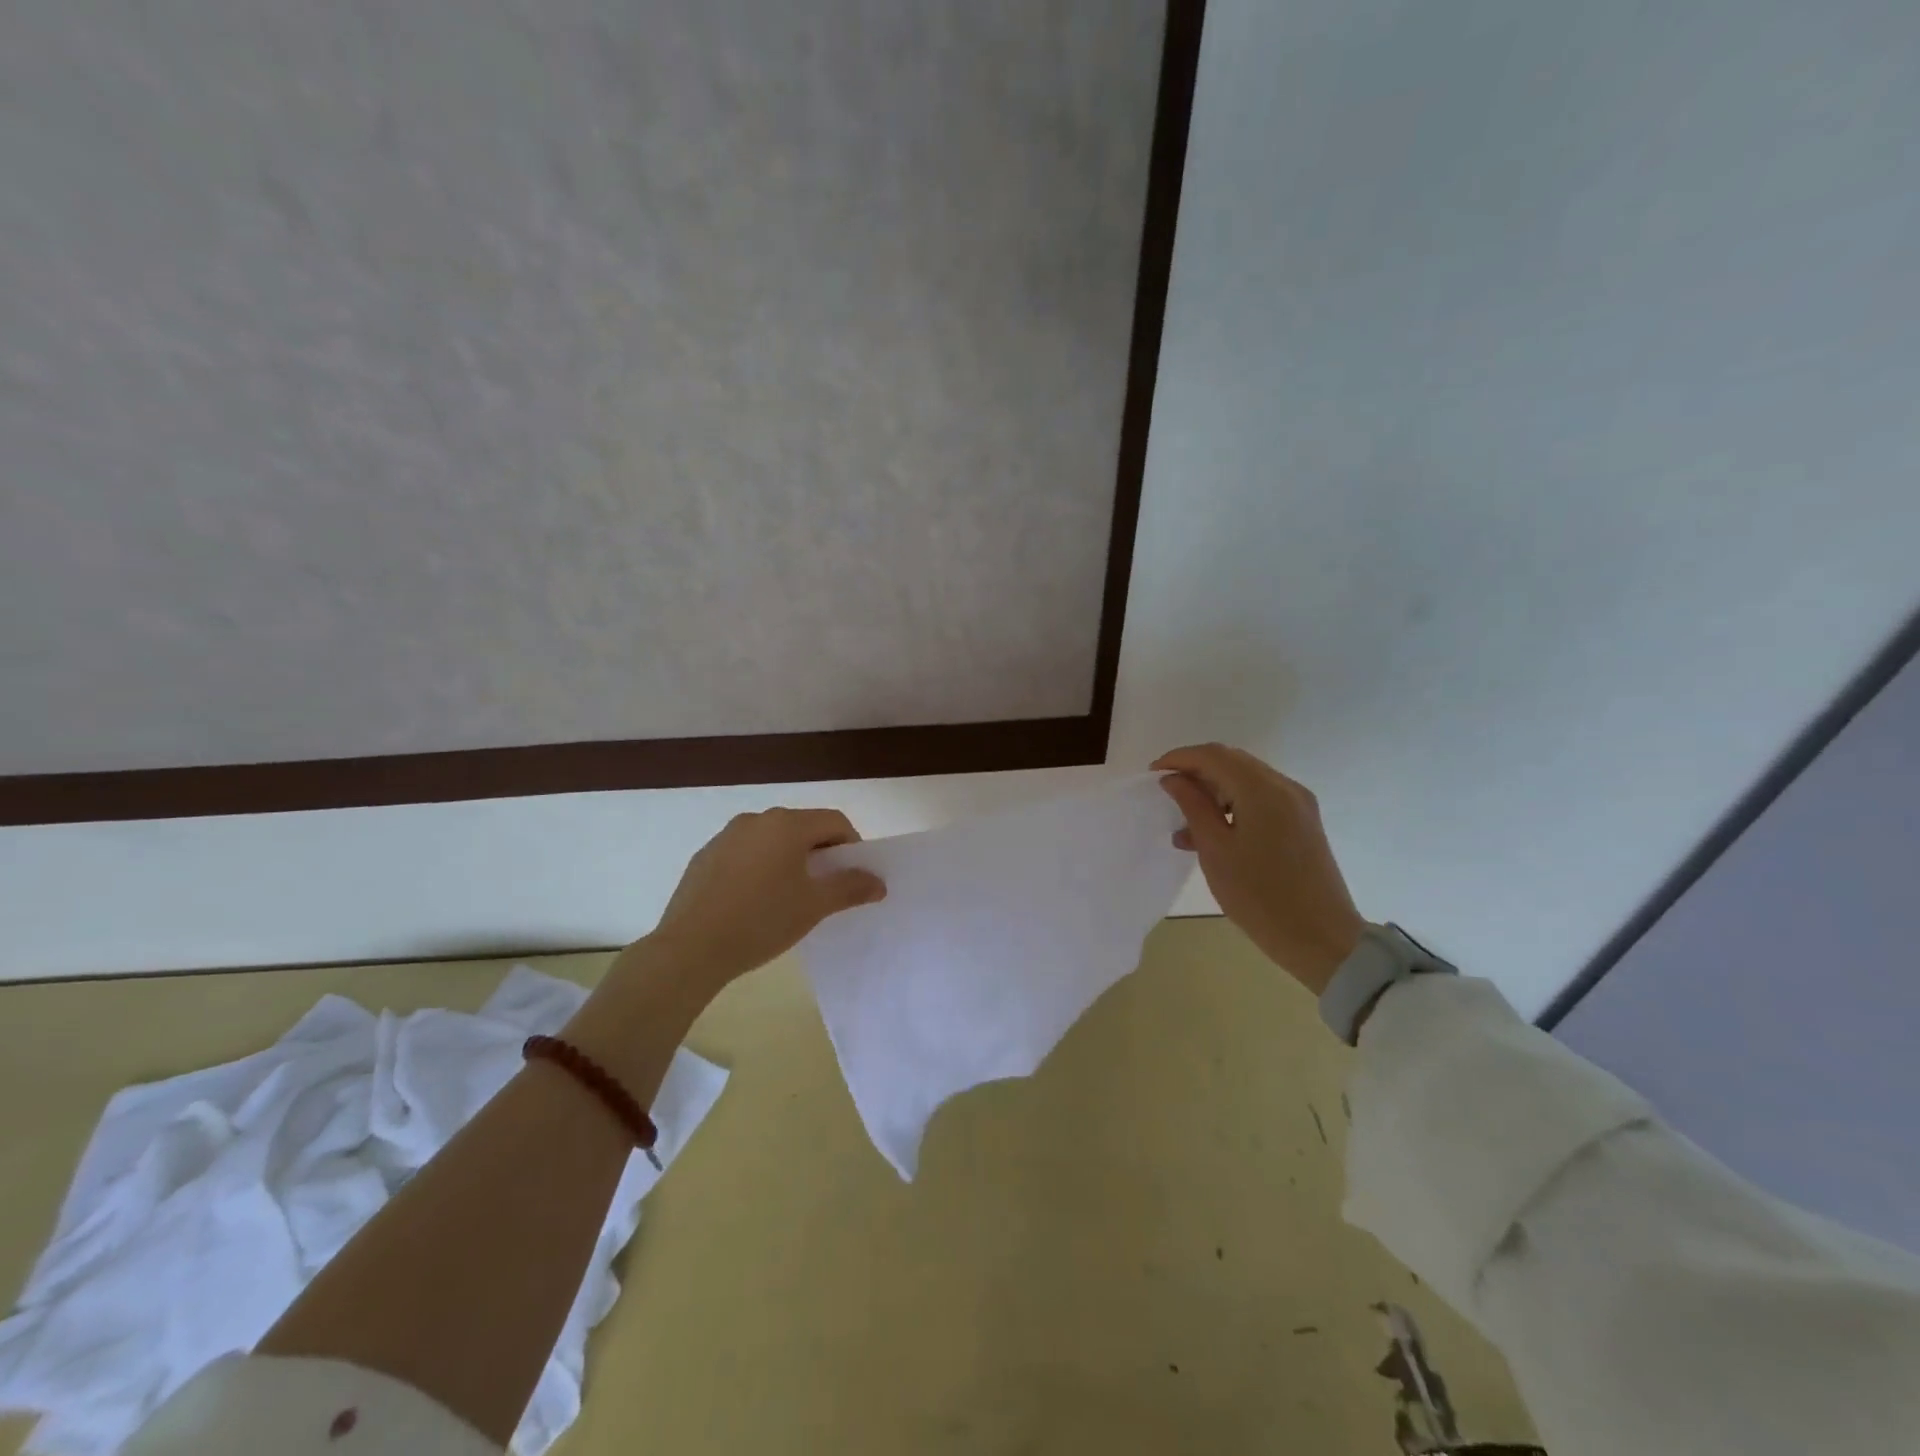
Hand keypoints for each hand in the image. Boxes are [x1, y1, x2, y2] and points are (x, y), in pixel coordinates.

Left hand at [644, 807, 886, 993]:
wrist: (690, 948)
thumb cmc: (762, 920)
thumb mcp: (814, 906)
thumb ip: (850, 887)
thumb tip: (878, 882)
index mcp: (787, 824)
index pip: (834, 821)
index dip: (852, 846)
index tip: (852, 877)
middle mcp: (756, 819)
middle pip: (802, 828)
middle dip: (820, 853)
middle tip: (824, 889)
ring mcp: (726, 836)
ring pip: (771, 840)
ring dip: (788, 860)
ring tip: (788, 898)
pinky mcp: (704, 857)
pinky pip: (744, 854)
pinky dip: (758, 868)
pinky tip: (753, 903)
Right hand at [1152, 744, 1365, 995]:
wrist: (1322, 939)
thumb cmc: (1260, 896)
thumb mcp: (1215, 850)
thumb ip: (1192, 806)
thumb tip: (1174, 779)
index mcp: (1262, 790)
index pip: (1213, 755)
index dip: (1179, 759)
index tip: (1152, 774)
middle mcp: (1285, 787)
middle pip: (1232, 762)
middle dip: (1196, 771)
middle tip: (1166, 793)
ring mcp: (1298, 804)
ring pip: (1246, 781)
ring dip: (1213, 792)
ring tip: (1184, 825)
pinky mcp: (1303, 823)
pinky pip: (1261, 800)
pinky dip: (1233, 806)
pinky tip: (1212, 834)